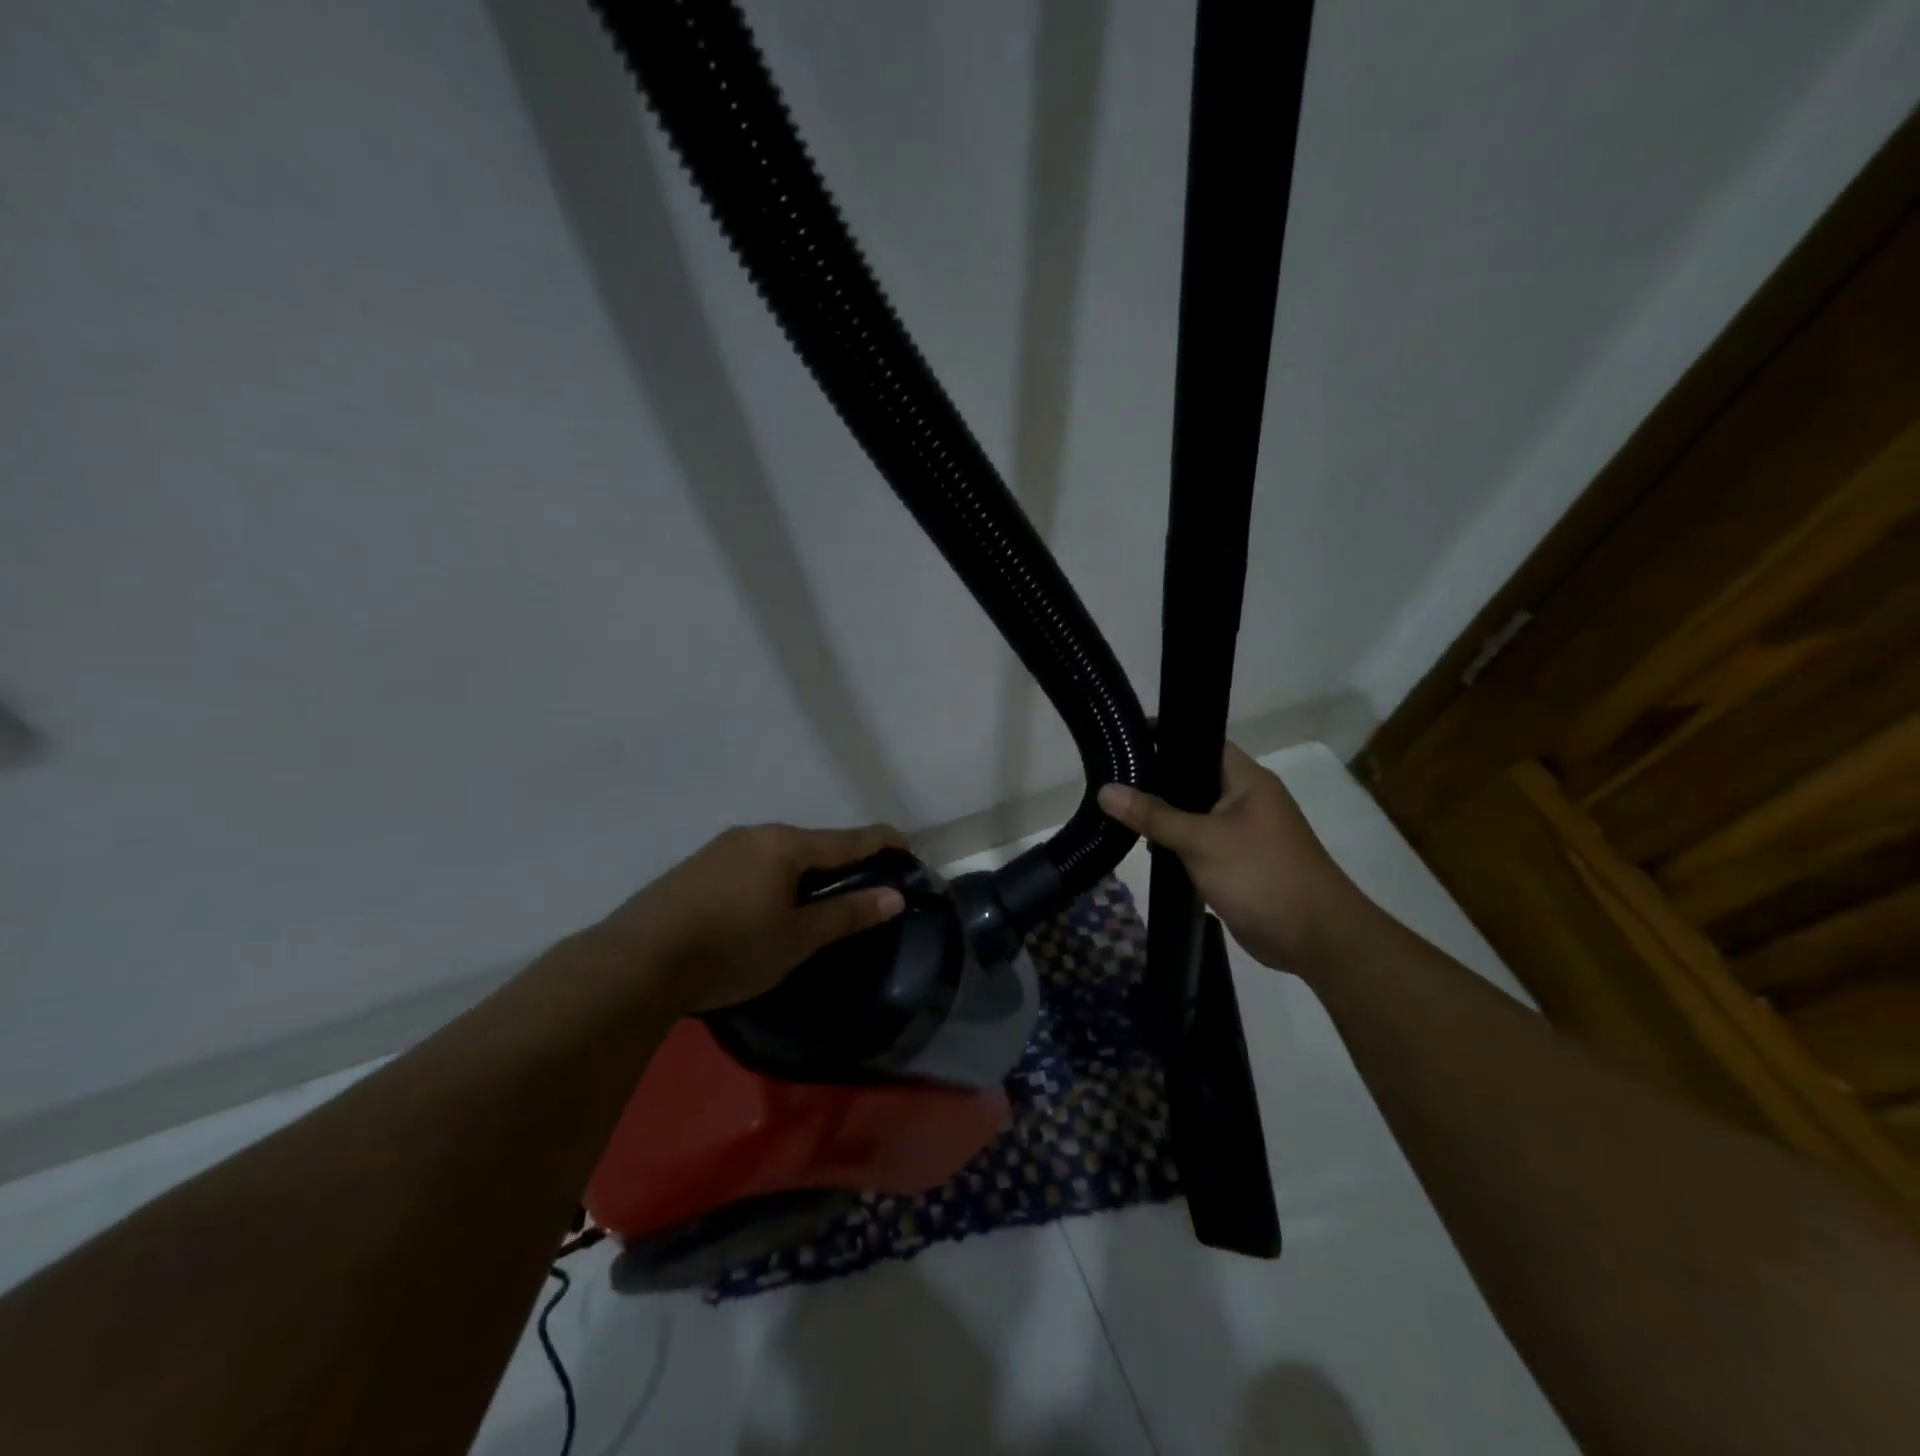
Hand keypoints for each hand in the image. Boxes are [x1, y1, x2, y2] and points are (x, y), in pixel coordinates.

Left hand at [593, 822, 908, 1014]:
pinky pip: (751, 864)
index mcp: (786, 844)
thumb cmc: (731, 949)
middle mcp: (756, 834)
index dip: (882, 842)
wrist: (636, 962)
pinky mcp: (697, 867)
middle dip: (841, 860)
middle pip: (813, 843)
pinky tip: (766, 906)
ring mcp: (722, 848)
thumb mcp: (797, 939)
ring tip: (816, 901)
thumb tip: (894, 896)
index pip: (849, 838)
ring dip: (805, 871)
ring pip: (779, 853)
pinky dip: (773, 878)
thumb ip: (847, 914)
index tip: (907, 848)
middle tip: (862, 887)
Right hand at [1098, 743, 1371, 974]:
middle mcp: (1245, 798)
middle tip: (1109, 779)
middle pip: (1192, 778)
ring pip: (1193, 812)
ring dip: (1162, 815)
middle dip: (1155, 780)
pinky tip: (1143, 844)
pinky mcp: (1236, 861)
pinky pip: (1199, 841)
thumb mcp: (1202, 841)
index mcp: (1247, 780)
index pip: (1200, 743)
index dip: (1164, 738)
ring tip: (1116, 810)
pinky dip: (1175, 842)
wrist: (1315, 939)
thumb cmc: (1261, 875)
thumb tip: (1105, 790)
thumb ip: (1153, 815)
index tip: (1122, 742)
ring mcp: (1242, 831)